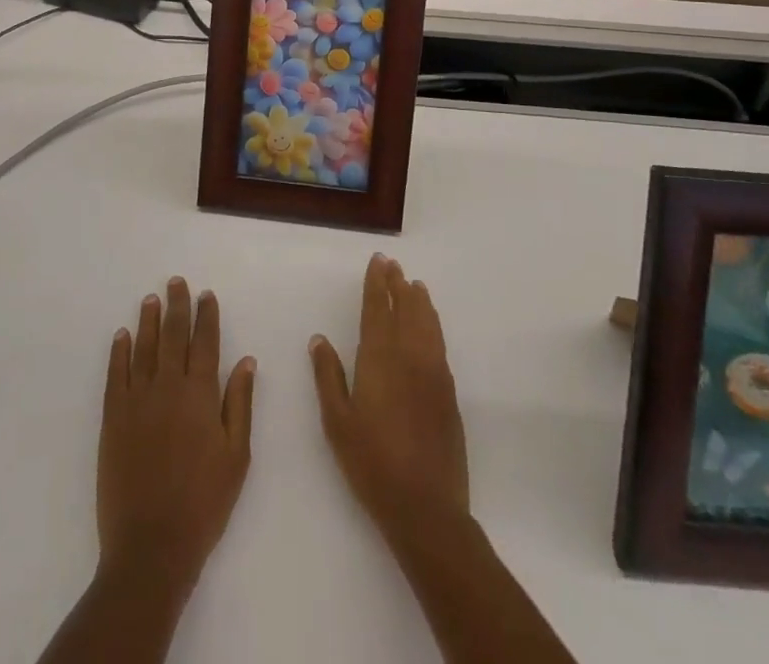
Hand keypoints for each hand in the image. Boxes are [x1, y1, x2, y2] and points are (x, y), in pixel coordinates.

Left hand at [98, 277, 255, 600]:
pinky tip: (122, 335)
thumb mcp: (237, 456)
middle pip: (173, 335)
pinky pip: (116, 374)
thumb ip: (240, 404)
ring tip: (151, 299)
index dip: (206, 316)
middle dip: (177, 306)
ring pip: (144, 348)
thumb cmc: (204, 503)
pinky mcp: (113, 418)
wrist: (152, 545)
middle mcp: (168, 386)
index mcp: (201, 395)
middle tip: (176, 282)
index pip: (205, 343)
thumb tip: (246, 360)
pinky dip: (119, 351)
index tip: (205, 295)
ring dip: (148, 320)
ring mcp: (137, 400)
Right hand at [310, 254, 469, 541]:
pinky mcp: (449, 392)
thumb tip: (319, 339)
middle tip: (393, 265)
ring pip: (427, 324)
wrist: (426, 507)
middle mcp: (409, 356)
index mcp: (379, 359)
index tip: (378, 261)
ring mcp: (433, 373)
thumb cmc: (372, 463)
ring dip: (419, 301)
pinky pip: (440, 344)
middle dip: (398, 285)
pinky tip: (430, 325)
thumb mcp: (337, 422)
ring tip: (415, 285)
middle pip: (405, 309)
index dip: (377, 283)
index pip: (378, 309)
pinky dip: (434, 324)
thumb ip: (328, 376)